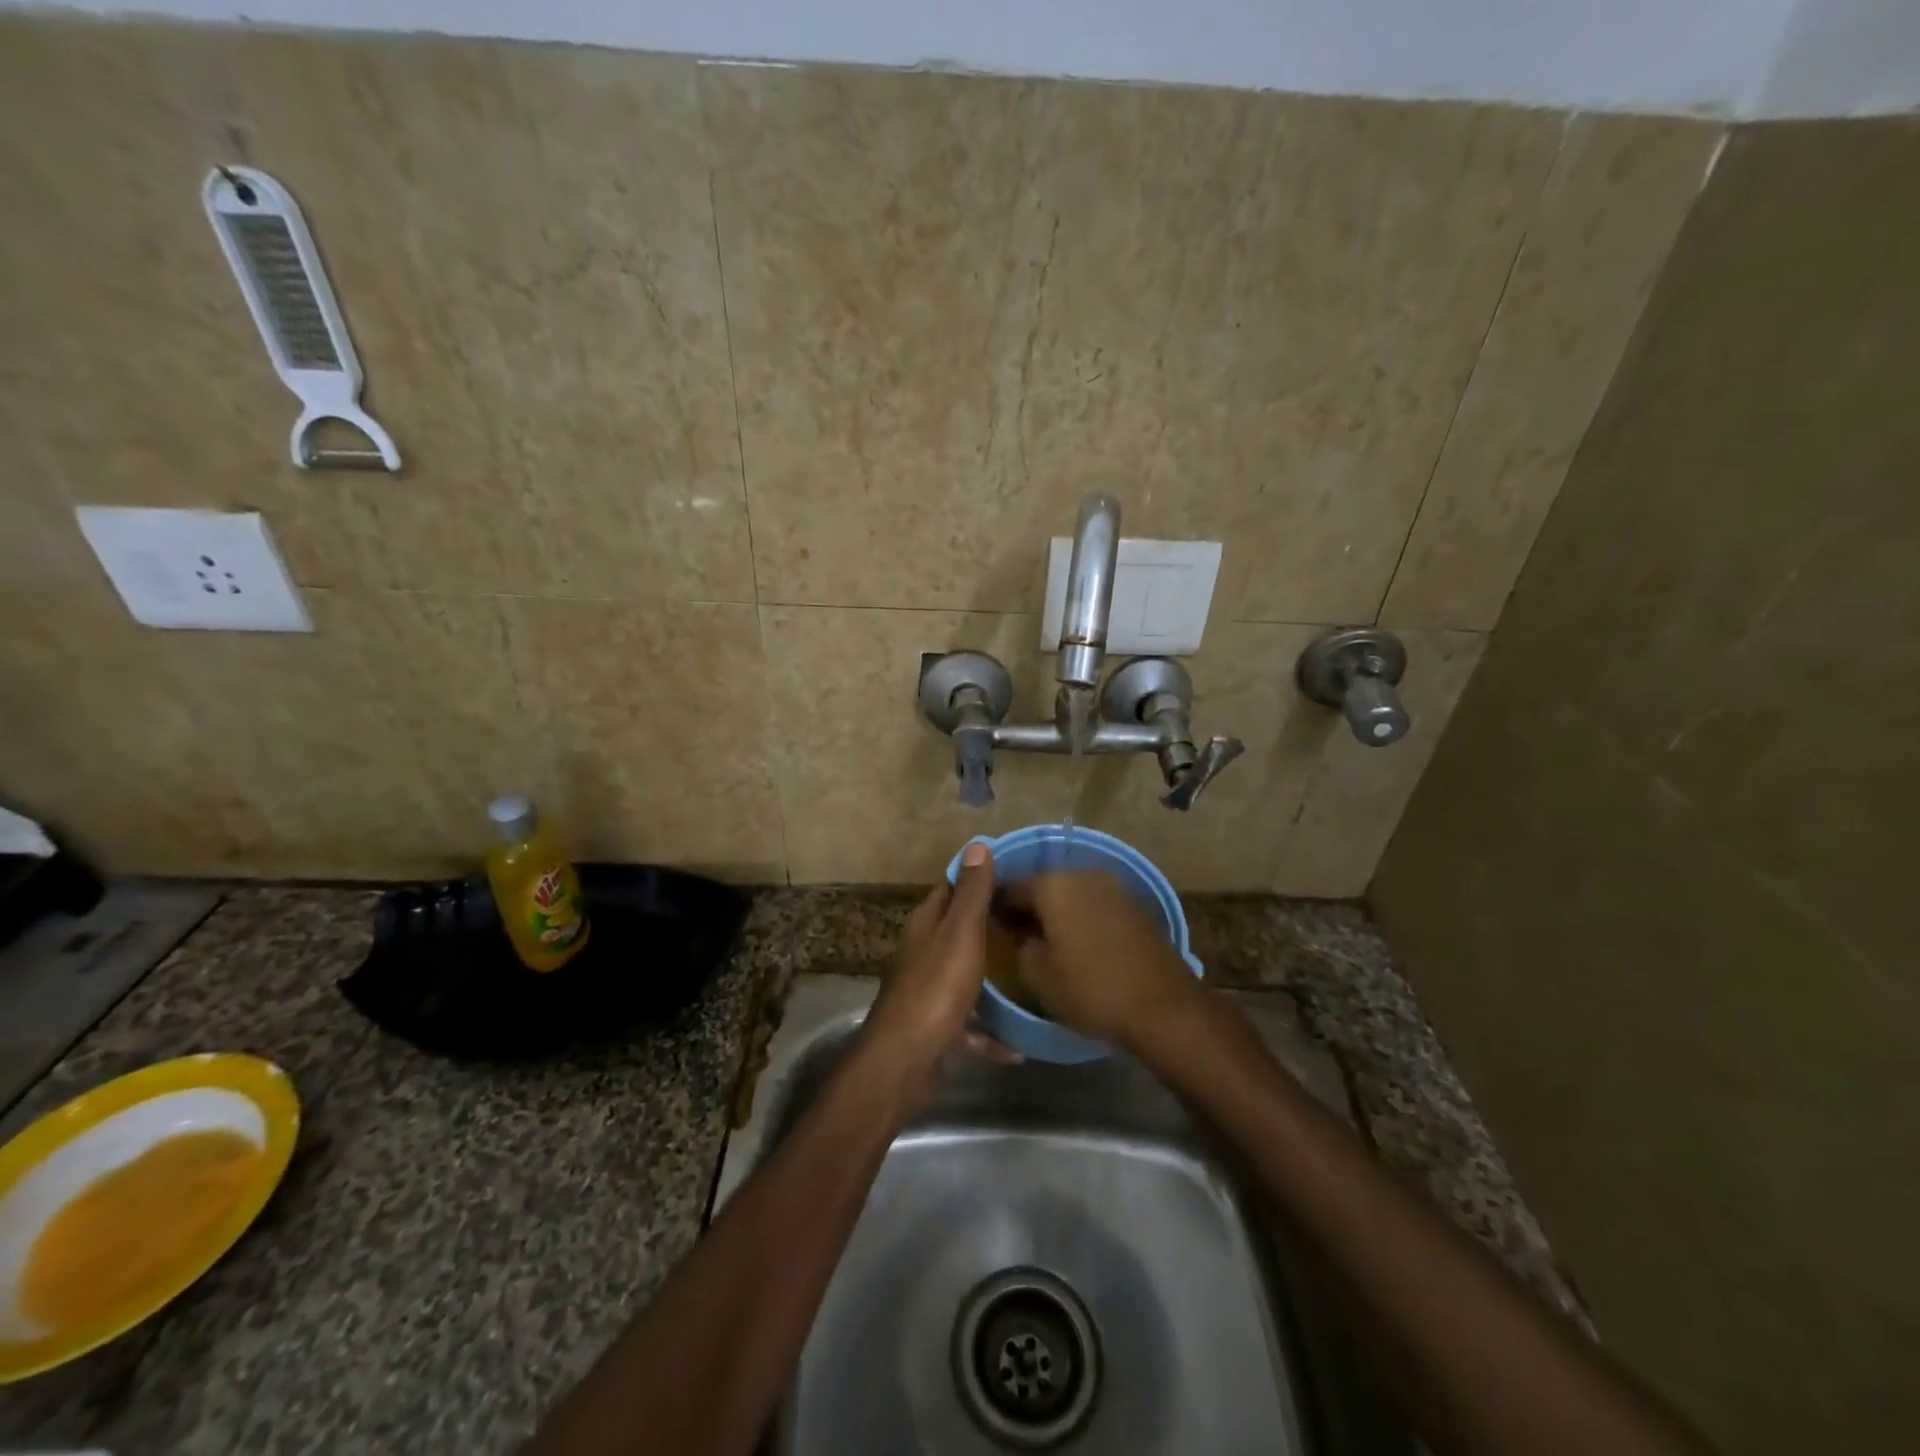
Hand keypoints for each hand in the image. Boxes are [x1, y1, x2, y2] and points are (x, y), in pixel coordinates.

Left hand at [856, 843, 1007, 1110]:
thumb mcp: (960, 934)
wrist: (904, 1062)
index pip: (951, 887)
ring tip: (1027, 975)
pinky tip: (1016, 1047)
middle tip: (1030, 920)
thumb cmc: (936, 989)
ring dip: (989, 977)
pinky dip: (988, 1032)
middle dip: (988, 923)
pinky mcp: (934, 1027)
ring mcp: (926, 990)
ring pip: (962, 974)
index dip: (978, 877)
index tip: (1015, 874)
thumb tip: (977, 844)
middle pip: (956, 929)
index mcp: (925, 924)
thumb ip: (971, 894)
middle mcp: (922, 952)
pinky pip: (968, 1024)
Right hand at [997, 871, 1199, 1048]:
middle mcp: (1083, 875)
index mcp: (1053, 885)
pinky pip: (1096, 907)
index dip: (995, 906)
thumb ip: (1021, 946)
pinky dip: (1082, 919)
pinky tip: (1079, 944)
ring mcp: (1114, 888)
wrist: (1163, 1007)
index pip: (1011, 887)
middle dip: (1029, 907)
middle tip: (1015, 933)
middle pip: (1044, 886)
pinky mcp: (1136, 907)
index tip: (987, 924)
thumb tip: (1024, 935)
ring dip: (1058, 912)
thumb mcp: (1037, 975)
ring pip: (1072, 895)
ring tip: (1047, 941)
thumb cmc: (1091, 989)